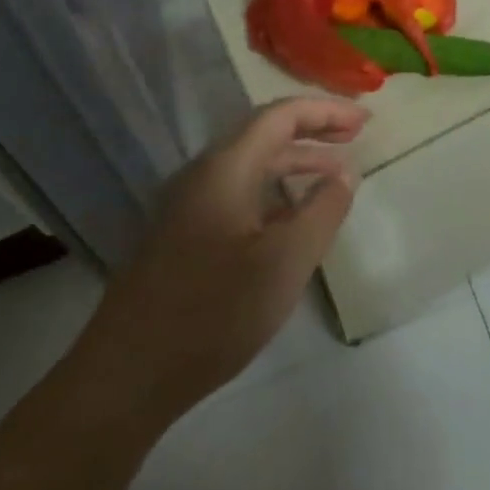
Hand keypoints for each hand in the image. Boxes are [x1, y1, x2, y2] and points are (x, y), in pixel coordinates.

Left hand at [94, 97, 365, 422]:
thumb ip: (322, 211)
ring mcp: (188, 207)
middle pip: (264, 134)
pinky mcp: (183, 237)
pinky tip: (294, 217)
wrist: (123, 378)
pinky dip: (274, 192)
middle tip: (356, 137)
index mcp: (225, 168)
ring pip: (251, 167)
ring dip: (295, 162)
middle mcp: (203, 176)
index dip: (326, 111)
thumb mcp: (284, 262)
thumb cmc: (212, 312)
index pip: (281, 116)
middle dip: (313, 130)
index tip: (365, 120)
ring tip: (336, 175)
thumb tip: (344, 176)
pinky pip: (238, 194)